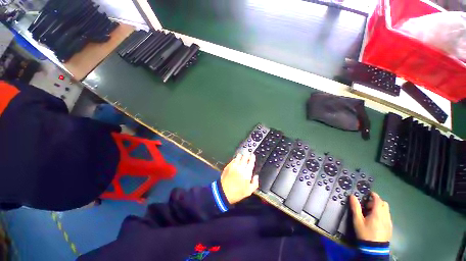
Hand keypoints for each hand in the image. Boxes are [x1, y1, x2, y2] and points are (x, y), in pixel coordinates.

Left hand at [220, 153, 257, 203]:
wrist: (223, 193)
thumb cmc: (237, 193)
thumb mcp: (249, 191)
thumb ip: (255, 183)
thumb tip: (256, 176)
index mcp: (246, 173)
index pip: (251, 161)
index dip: (253, 157)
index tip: (253, 156)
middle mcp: (240, 167)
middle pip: (245, 156)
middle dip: (247, 155)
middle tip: (248, 156)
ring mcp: (233, 166)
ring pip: (238, 156)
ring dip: (241, 156)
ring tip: (242, 157)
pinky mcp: (228, 166)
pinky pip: (233, 159)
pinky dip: (236, 159)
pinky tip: (236, 161)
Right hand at [350, 192, 392, 241]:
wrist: (375, 249)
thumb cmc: (365, 233)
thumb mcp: (357, 220)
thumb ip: (355, 207)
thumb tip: (352, 196)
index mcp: (378, 213)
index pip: (378, 199)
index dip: (373, 195)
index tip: (368, 193)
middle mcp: (386, 216)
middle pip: (384, 204)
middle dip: (376, 202)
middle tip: (367, 205)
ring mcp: (389, 222)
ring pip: (386, 210)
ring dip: (379, 208)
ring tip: (371, 213)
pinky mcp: (390, 227)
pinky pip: (387, 216)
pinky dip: (382, 214)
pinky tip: (375, 220)